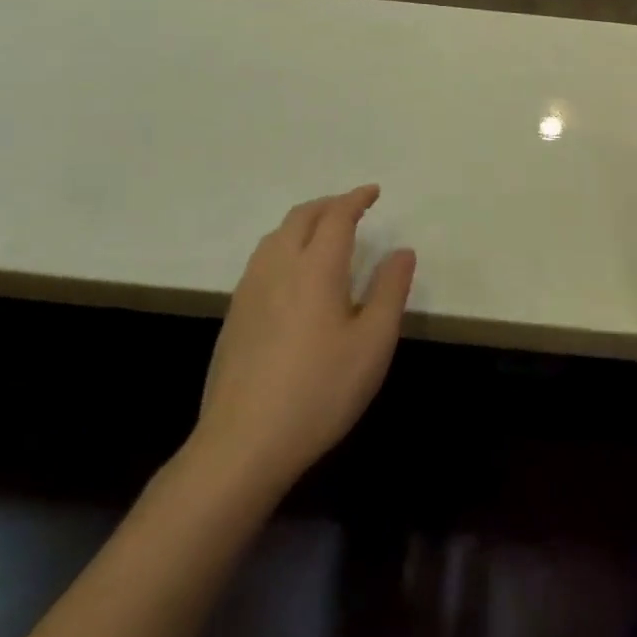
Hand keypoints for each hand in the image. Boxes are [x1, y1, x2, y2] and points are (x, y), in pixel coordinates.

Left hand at [189, 186, 414, 500]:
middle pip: (301, 218)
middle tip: (353, 206)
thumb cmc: (320, 390)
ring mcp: (250, 292)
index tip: (373, 192)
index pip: (337, 217)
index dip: (356, 199)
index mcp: (316, 268)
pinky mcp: (235, 316)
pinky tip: (294, 274)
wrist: (243, 444)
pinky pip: (261, 260)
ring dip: (303, 222)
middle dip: (328, 204)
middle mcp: (279, 268)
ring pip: (275, 237)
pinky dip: (284, 246)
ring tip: (324, 232)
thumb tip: (401, 252)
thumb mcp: (373, 342)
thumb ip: (389, 290)